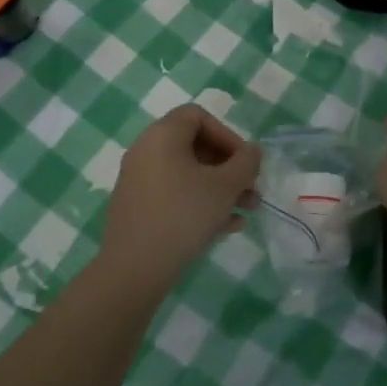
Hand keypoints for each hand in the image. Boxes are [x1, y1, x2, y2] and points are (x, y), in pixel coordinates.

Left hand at [98, 105, 260, 297]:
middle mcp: (146, 151)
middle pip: (195, 146)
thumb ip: (246, 163)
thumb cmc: (183, 215)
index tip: (244, 161)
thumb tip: (252, 151)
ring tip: (247, 210)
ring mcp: (139, 181)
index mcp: (162, 136)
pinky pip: (175, 194)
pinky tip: (227, 227)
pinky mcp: (138, 208)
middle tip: (251, 188)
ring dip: (220, 188)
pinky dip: (200, 203)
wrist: (134, 269)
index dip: (227, 134)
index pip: (198, 116)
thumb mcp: (225, 187)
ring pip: (188, 174)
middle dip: (229, 167)